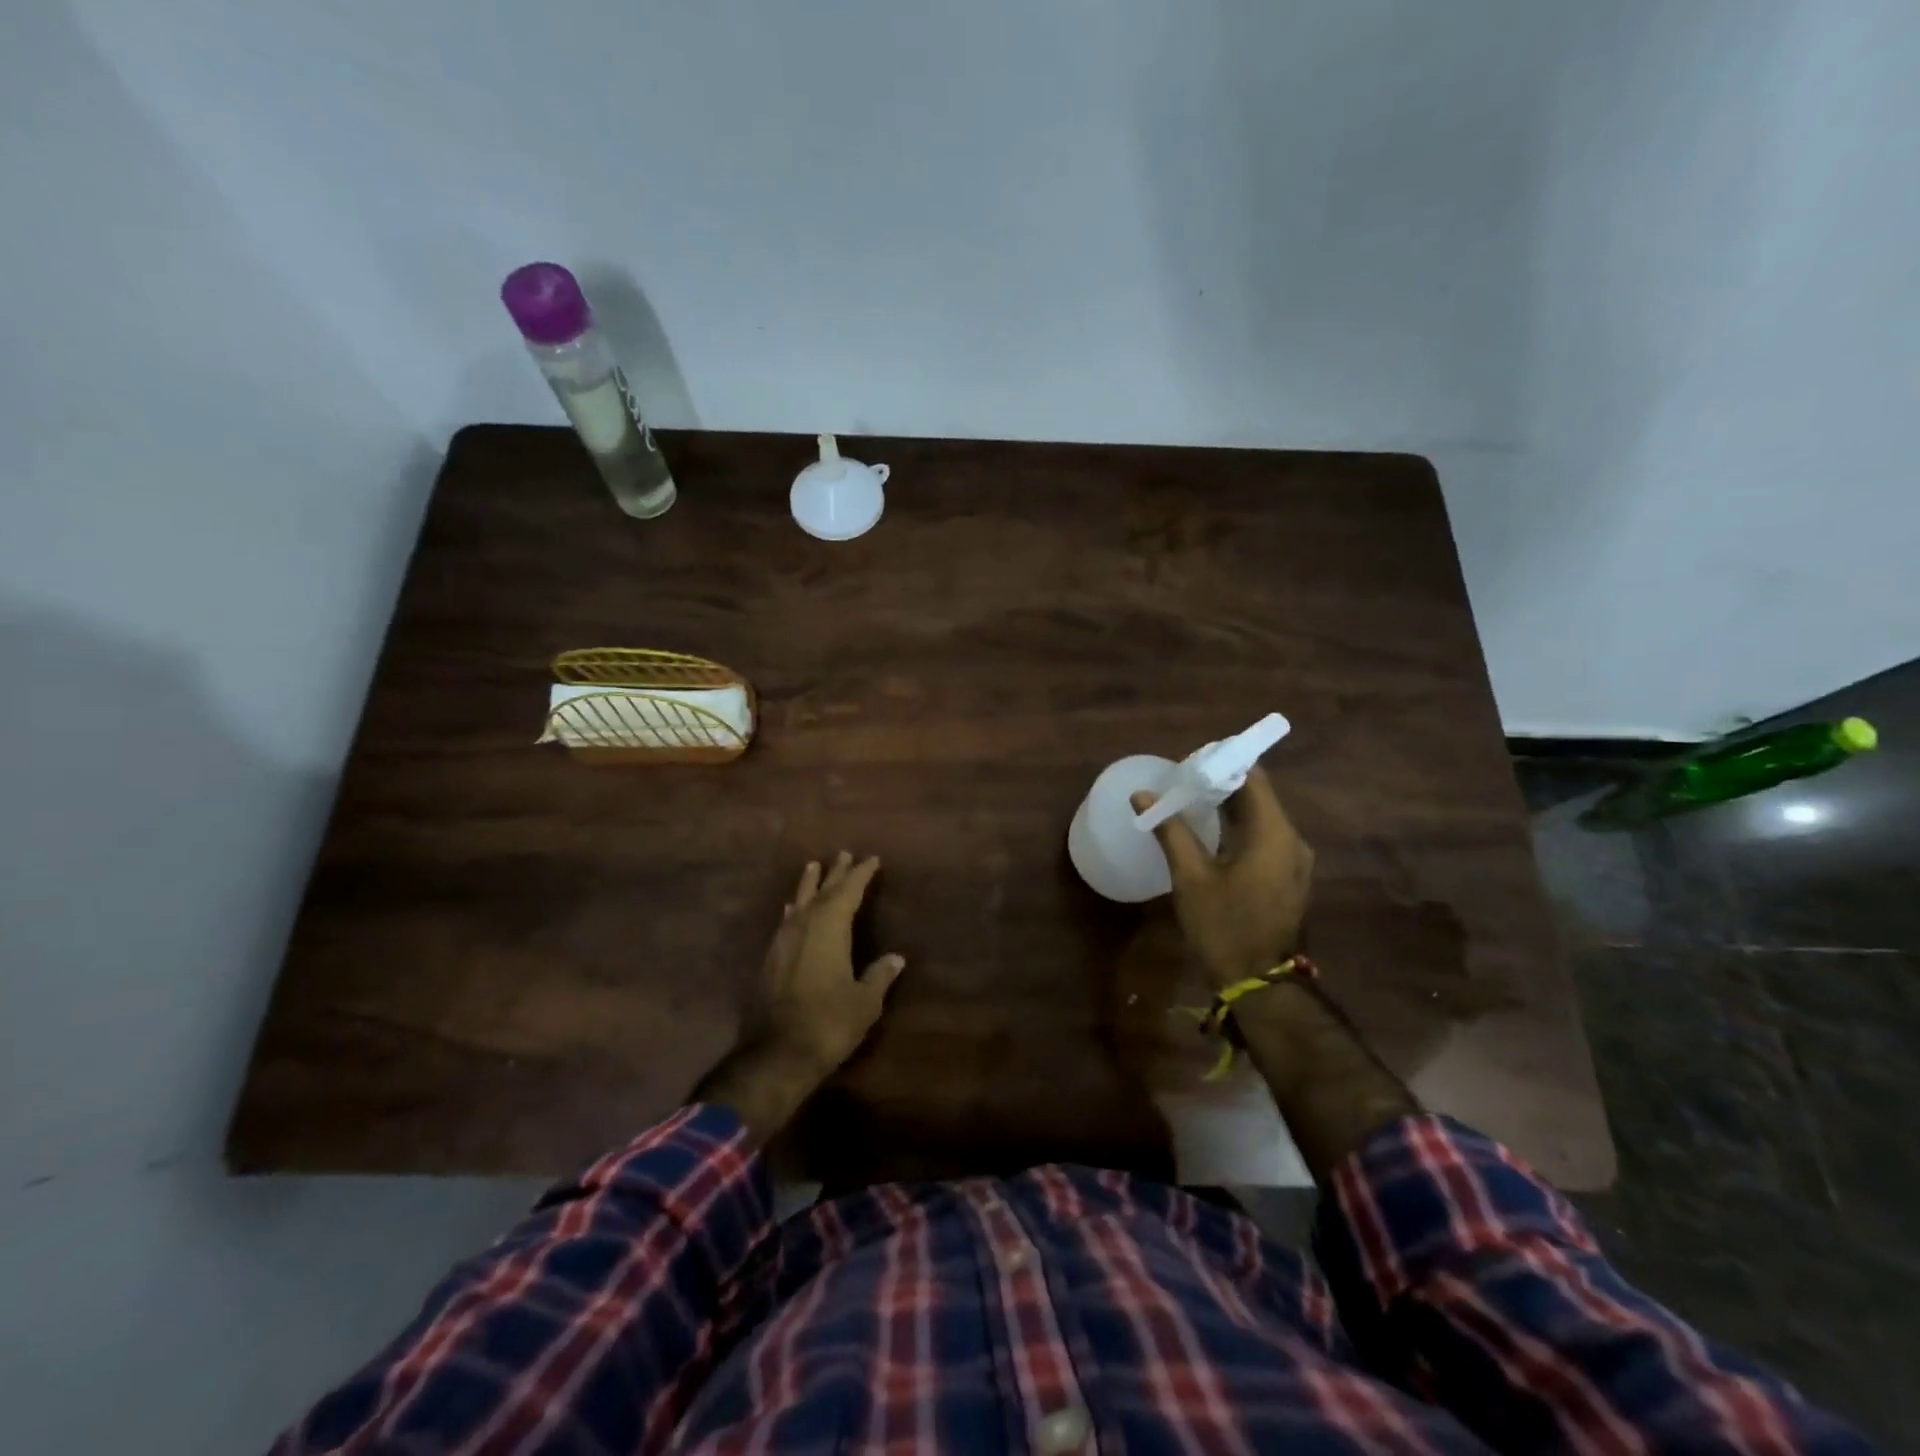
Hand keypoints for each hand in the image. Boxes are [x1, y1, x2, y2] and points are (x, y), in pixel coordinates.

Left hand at [744, 851, 905, 1078]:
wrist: (775, 1054)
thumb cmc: (828, 1023)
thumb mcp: (865, 1002)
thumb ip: (879, 976)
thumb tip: (895, 958)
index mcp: (830, 928)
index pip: (849, 891)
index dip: (861, 874)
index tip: (872, 859)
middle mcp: (804, 926)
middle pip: (822, 891)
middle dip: (836, 873)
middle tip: (844, 854)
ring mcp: (783, 941)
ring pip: (799, 902)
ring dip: (809, 884)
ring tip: (813, 866)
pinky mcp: (770, 959)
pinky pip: (786, 921)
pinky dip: (794, 909)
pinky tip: (791, 909)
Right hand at [1132, 766, 1313, 988]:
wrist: (1258, 984)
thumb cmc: (1223, 927)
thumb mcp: (1190, 877)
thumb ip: (1170, 831)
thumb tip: (1142, 795)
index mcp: (1274, 834)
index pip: (1254, 777)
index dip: (1222, 763)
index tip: (1189, 763)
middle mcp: (1292, 840)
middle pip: (1258, 796)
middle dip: (1221, 784)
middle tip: (1181, 781)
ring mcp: (1293, 860)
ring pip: (1261, 817)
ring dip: (1228, 807)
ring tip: (1189, 802)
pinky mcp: (1287, 877)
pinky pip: (1264, 838)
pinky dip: (1238, 828)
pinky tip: (1209, 833)